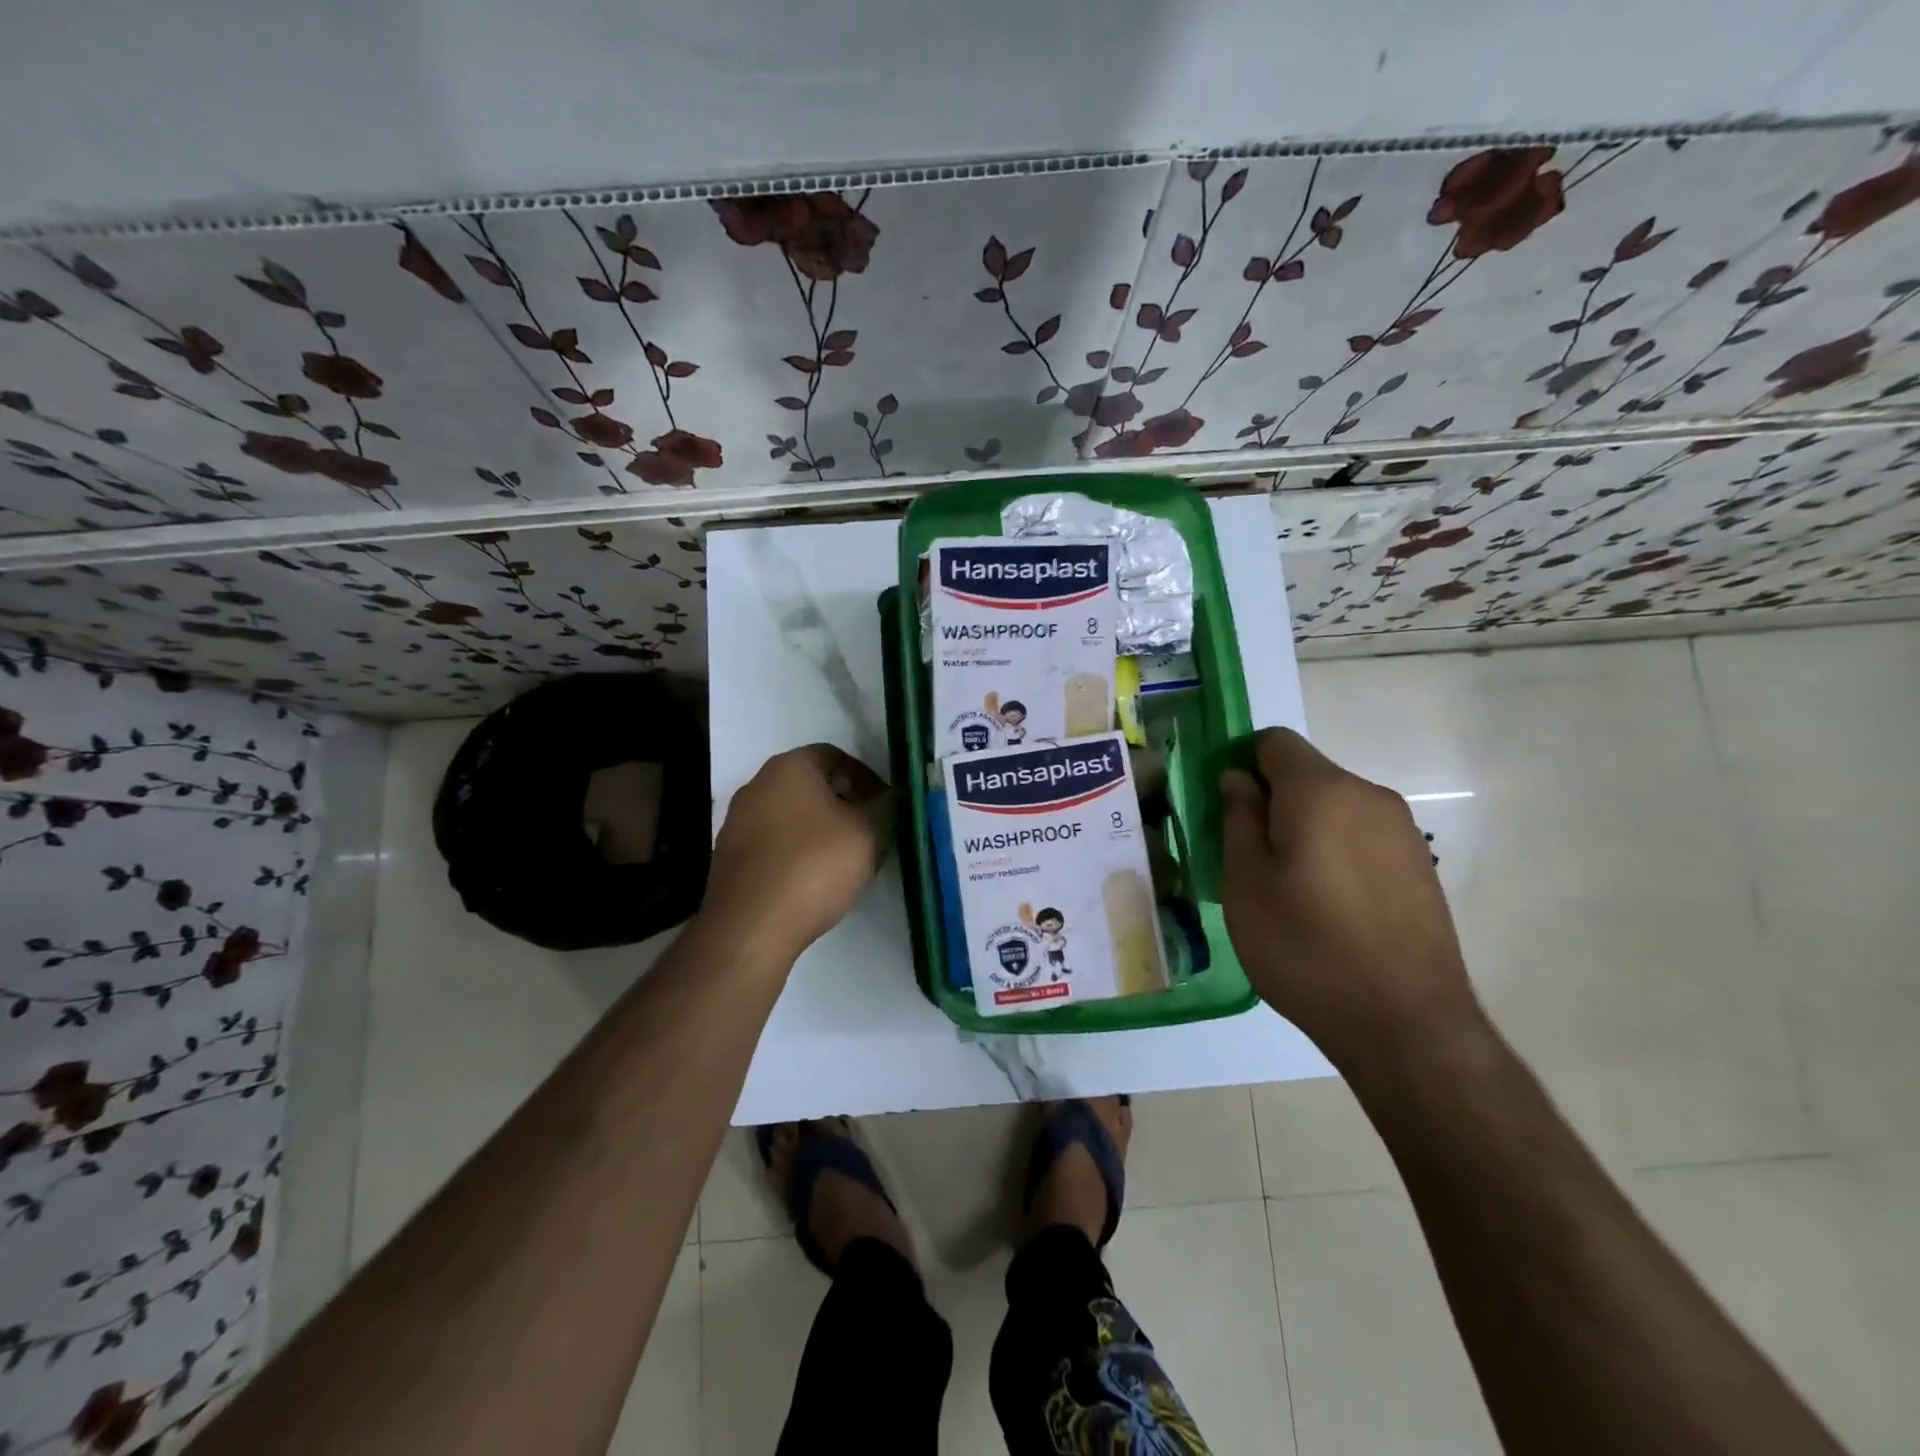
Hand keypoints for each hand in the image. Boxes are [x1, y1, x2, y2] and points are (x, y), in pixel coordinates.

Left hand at [703, 744, 891, 963]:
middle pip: (812, 786)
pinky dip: (797, 854)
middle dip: (844, 805)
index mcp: (789, 767)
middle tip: (871, 833)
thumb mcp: (868, 833)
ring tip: (846, 861)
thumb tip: (891, 796)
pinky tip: (814, 882)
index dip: (867, 778)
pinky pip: (774, 845)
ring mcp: (738, 822)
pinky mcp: (730, 858)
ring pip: (792, 817)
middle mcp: (757, 785)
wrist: (750, 927)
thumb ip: (886, 807)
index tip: (885, 806)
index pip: (836, 756)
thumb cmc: (813, 866)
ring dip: (821, 831)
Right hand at [1219, 728, 1485, 1075]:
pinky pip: (1362, 837)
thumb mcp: (1245, 883)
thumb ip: (1238, 817)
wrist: (1406, 1025)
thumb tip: (1238, 778)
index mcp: (1321, 791)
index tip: (1224, 809)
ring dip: (1304, 829)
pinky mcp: (1421, 865)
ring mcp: (1403, 831)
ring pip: (1335, 808)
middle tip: (1247, 858)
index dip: (1241, 764)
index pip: (1274, 742)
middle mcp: (1369, 796)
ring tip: (1288, 890)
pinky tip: (1328, 907)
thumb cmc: (1305, 947)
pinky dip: (1336, 852)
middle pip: (1307, 775)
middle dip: (1272, 802)